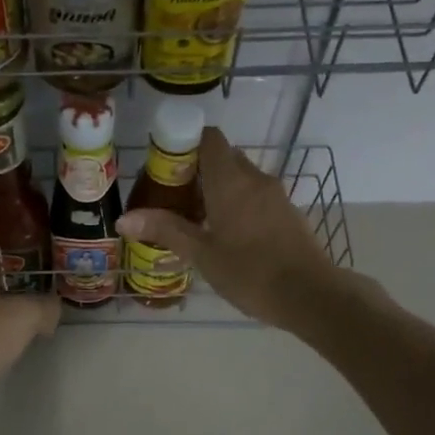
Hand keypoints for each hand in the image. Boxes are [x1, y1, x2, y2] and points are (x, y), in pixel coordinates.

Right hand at [116, 127, 344, 332]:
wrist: (310, 295)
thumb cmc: (250, 272)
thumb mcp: (202, 254)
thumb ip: (166, 230)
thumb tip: (124, 219)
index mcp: (231, 180)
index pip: (209, 138)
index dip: (185, 143)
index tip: (165, 166)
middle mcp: (255, 178)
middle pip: (223, 157)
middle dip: (197, 170)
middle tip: (173, 196)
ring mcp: (276, 195)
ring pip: (240, 178)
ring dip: (217, 189)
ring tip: (194, 219)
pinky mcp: (287, 213)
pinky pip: (255, 196)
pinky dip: (236, 203)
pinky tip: (224, 234)